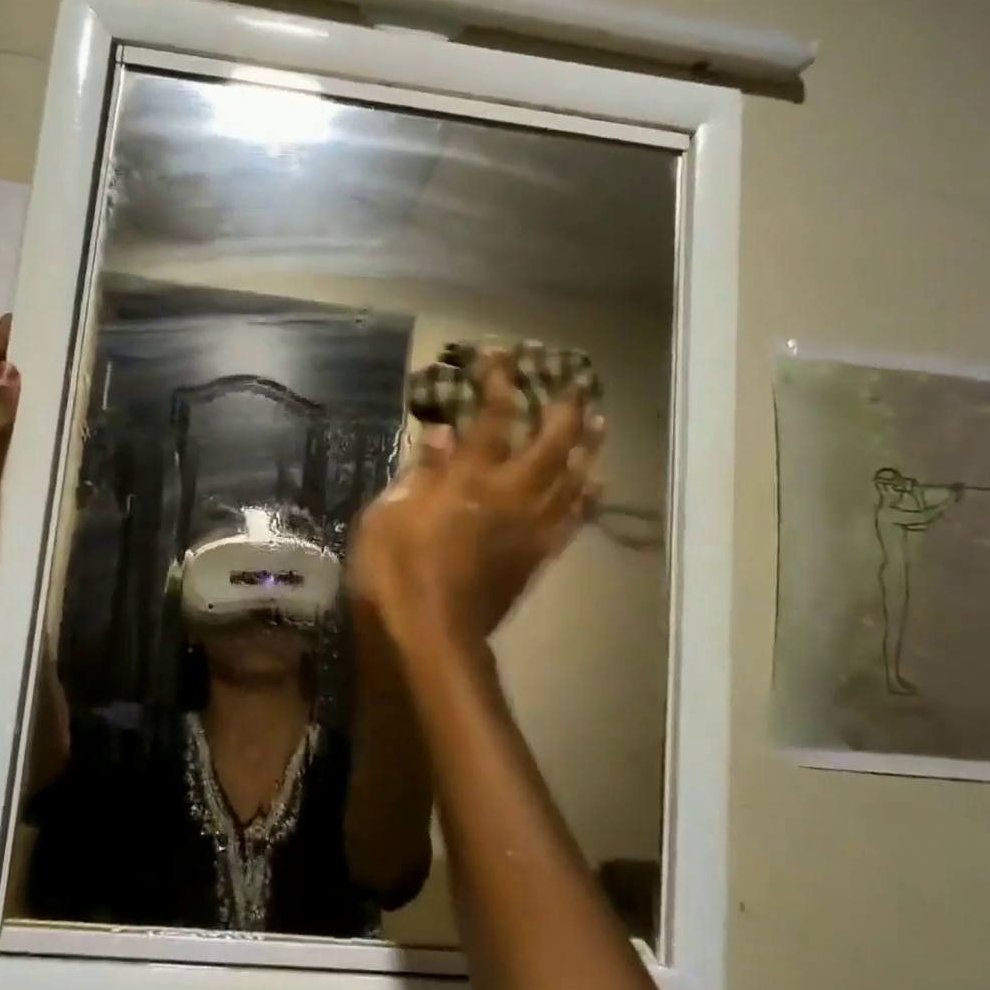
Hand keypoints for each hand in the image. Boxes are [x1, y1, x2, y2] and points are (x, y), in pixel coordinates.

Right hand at [350, 352, 601, 644]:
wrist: (432, 634)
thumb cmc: (397, 571)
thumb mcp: (389, 514)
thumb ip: (421, 471)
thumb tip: (444, 432)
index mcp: (469, 479)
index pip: (491, 418)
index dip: (499, 382)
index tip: (503, 355)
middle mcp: (509, 495)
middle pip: (549, 443)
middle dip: (563, 409)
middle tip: (574, 384)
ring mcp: (530, 527)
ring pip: (572, 479)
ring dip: (587, 448)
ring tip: (601, 422)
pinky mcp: (538, 557)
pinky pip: (572, 522)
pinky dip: (586, 500)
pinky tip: (596, 483)